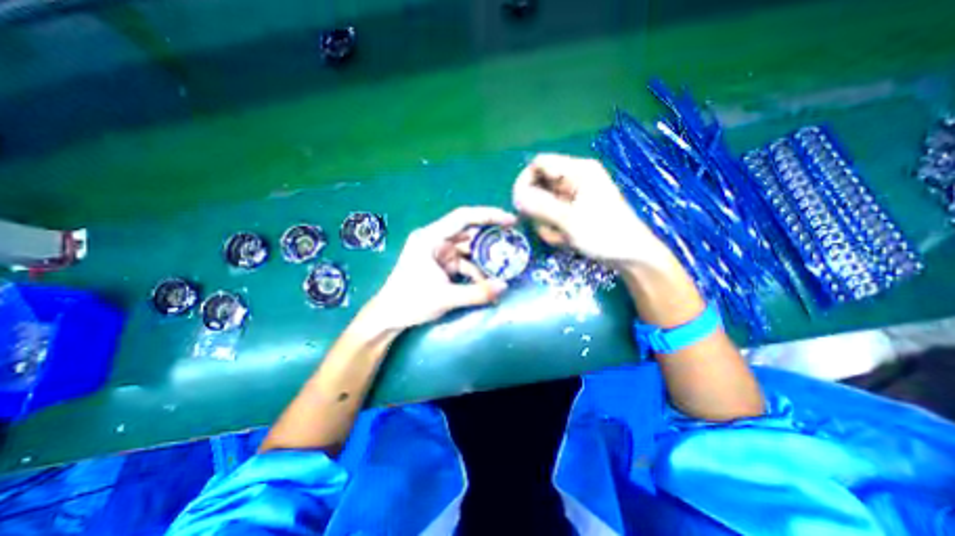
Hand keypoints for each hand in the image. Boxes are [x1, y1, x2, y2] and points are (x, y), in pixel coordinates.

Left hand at [361, 207, 518, 333]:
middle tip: (513, 243)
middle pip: (468, 232)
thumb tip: (505, 287)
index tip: (510, 221)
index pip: (463, 217)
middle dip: (490, 239)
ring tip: (504, 266)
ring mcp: (438, 253)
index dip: (488, 216)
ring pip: (468, 249)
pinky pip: (464, 263)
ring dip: (484, 259)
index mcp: (430, 237)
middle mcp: (435, 240)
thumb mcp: (446, 297)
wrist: (389, 317)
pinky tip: (486, 283)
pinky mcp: (441, 265)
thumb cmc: (410, 302)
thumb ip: (477, 293)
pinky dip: (475, 272)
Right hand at [511, 152, 674, 268]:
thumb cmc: (604, 234)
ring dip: (545, 222)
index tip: (519, 204)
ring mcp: (574, 195)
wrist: (630, 255)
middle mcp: (574, 178)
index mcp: (578, 170)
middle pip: (539, 185)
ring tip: (559, 236)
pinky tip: (564, 239)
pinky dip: (553, 228)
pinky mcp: (574, 210)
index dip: (525, 180)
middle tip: (544, 225)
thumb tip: (516, 197)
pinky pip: (552, 214)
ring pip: (543, 203)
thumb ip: (540, 206)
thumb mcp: (569, 220)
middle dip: (537, 208)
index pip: (539, 164)